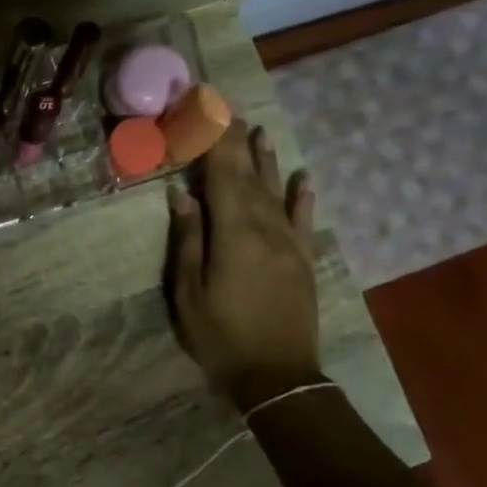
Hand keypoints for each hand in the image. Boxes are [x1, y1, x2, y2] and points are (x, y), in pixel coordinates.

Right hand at [166, 121, 321, 412]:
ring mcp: (289, 244)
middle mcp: (266, 229)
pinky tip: (301, 177)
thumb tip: (182, 195)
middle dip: (237, 142)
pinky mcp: (303, 260)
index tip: (208, 110)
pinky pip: (304, 220)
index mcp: (233, 235)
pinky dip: (302, 196)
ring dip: (267, 160)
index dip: (215, 141)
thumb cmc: (221, 336)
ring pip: (276, 192)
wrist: (278, 376)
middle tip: (228, 110)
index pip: (223, 175)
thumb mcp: (189, 292)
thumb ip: (189, 240)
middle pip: (249, 177)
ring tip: (260, 130)